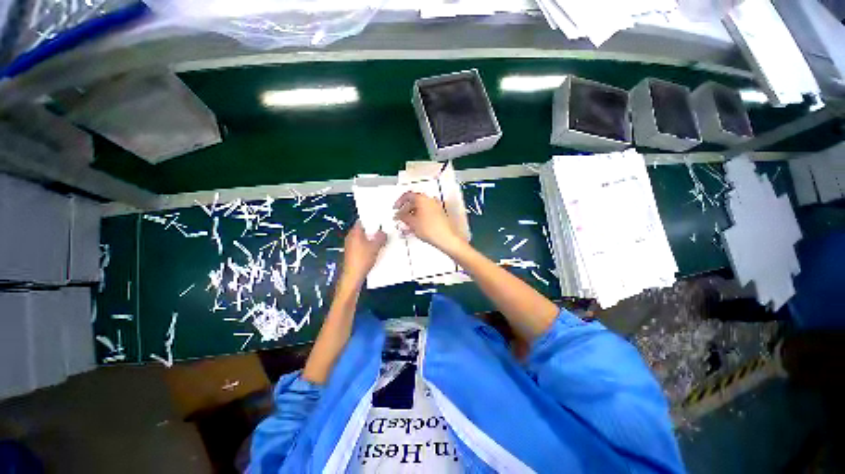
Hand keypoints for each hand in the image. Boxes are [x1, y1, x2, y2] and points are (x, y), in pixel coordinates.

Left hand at [341, 220, 386, 284]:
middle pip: (362, 229)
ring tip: (382, 238)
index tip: (381, 219)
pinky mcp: (352, 252)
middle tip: (384, 229)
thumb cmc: (363, 259)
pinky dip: (368, 244)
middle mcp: (350, 237)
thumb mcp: (375, 247)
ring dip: (371, 237)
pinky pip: (361, 244)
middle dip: (373, 229)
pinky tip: (376, 248)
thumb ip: (381, 237)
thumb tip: (383, 232)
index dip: (371, 219)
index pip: (362, 220)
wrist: (353, 275)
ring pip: (362, 237)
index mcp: (355, 232)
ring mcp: (350, 245)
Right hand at [394, 191, 464, 253]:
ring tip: (406, 225)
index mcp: (422, 198)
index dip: (399, 202)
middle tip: (400, 218)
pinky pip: (426, 214)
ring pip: (420, 209)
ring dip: (412, 216)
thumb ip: (403, 217)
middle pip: (414, 202)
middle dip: (405, 210)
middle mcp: (430, 200)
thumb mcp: (412, 223)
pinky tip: (415, 227)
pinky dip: (419, 218)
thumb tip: (398, 215)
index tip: (395, 208)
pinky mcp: (439, 215)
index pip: (408, 196)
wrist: (446, 238)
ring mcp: (436, 207)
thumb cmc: (430, 229)